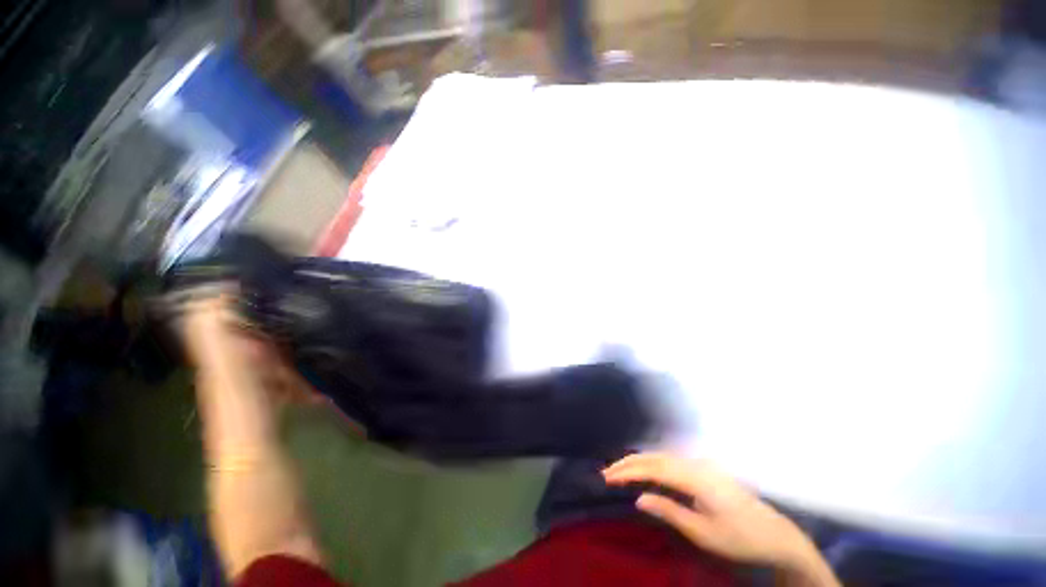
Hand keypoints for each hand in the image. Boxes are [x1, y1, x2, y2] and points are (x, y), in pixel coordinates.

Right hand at [604, 453, 838, 585]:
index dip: (628, 471)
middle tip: (606, 472)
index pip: (652, 469)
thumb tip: (639, 498)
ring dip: (638, 461)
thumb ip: (670, 511)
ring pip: (661, 455)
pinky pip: (670, 460)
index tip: (607, 478)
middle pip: (654, 457)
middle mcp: (695, 464)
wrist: (777, 535)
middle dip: (628, 462)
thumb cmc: (740, 538)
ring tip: (619, 470)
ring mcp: (701, 464)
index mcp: (695, 478)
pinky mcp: (704, 469)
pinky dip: (651, 462)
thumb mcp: (704, 533)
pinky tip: (645, 469)